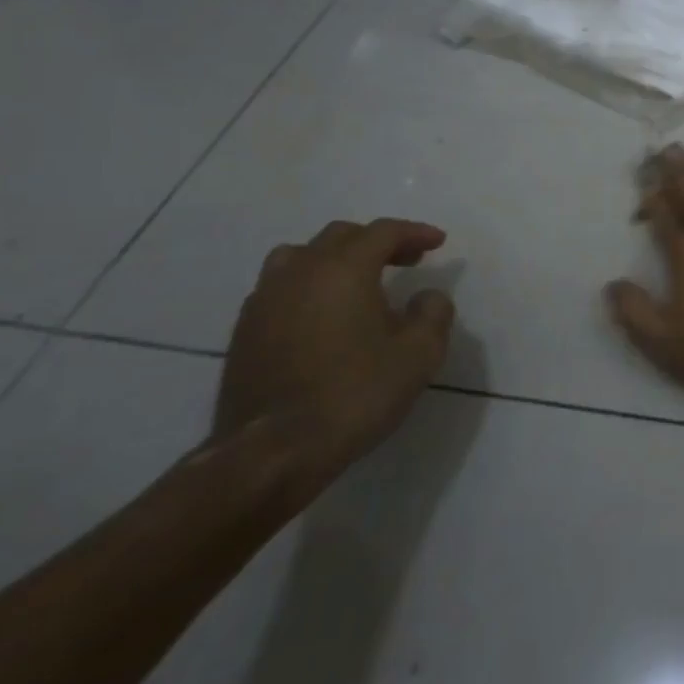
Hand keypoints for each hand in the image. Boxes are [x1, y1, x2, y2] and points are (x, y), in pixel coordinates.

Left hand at [217, 218, 455, 491]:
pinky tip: (324, 315)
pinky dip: (309, 286)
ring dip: (335, 259)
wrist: (273, 451)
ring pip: (300, 256)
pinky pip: (281, 287)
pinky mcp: (244, 332)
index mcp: (343, 270)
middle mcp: (299, 273)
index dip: (414, 232)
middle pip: (340, 237)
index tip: (438, 242)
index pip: (382, 232)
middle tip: (407, 260)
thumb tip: (426, 296)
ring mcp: (264, 301)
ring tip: (359, 282)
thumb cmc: (355, 394)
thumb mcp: (419, 354)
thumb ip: (433, 313)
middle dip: (377, 242)